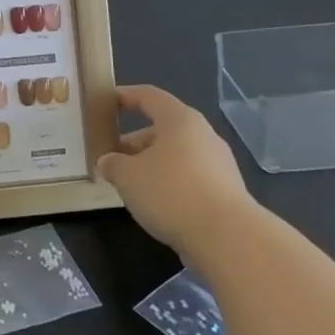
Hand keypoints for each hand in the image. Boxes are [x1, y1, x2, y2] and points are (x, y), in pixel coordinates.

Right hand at [98, 84, 254, 256]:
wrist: (228, 238)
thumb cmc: (171, 192)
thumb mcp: (127, 176)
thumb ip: (112, 164)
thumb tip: (108, 162)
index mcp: (180, 120)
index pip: (149, 96)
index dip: (126, 96)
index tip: (106, 103)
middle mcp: (203, 135)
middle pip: (163, 129)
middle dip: (134, 142)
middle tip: (111, 158)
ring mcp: (219, 164)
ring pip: (176, 156)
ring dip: (151, 165)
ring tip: (129, 185)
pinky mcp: (226, 191)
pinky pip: (189, 177)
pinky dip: (169, 183)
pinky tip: (155, 203)